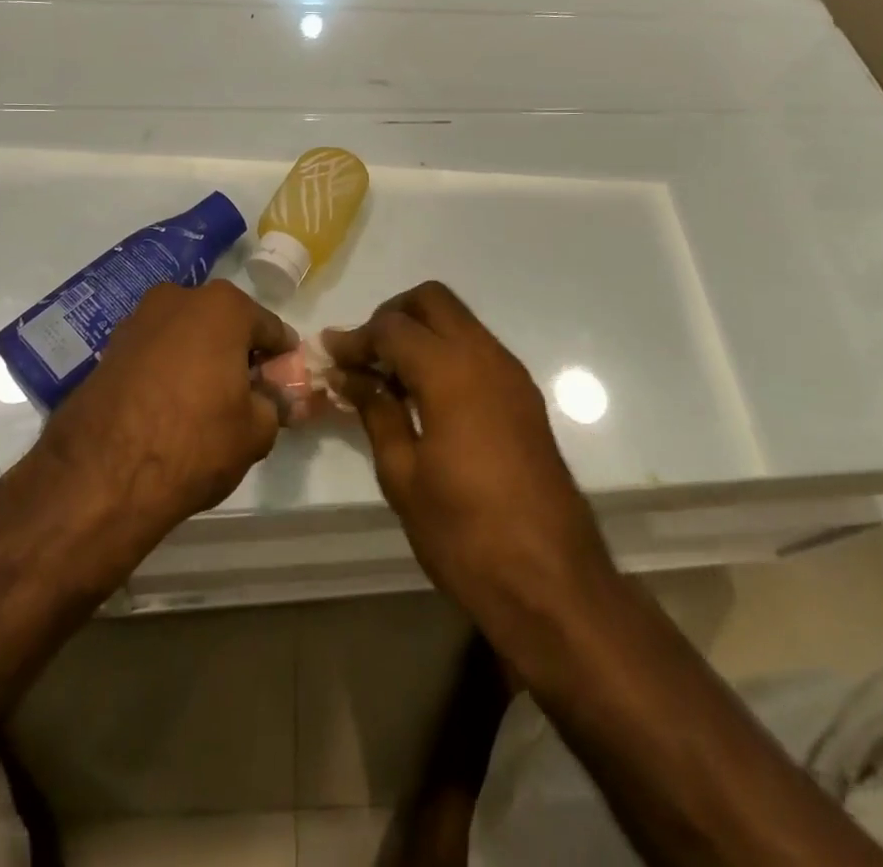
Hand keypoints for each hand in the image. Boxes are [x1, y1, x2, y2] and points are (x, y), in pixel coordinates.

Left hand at [34, 281, 296, 564]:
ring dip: (200, 358)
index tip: (284, 385)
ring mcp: (138, 319)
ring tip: (205, 403)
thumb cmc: (194, 442)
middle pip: (225, 324)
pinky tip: (169, 406)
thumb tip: (274, 399)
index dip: (282, 359)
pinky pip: (155, 352)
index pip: (270, 328)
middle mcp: (179, 297)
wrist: (100, 476)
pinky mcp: (108, 347)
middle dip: (238, 353)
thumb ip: (274, 405)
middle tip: (246, 394)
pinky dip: (168, 370)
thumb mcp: (256, 431)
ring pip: (187, 335)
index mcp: (224, 306)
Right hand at [326, 283, 615, 641]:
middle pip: (433, 300)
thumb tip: (349, 375)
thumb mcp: (403, 475)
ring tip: (389, 377)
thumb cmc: (465, 534)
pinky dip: (446, 352)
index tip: (329, 356)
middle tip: (365, 356)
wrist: (552, 582)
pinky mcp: (524, 396)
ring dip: (421, 332)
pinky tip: (425, 395)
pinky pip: (478, 348)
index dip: (356, 337)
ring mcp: (512, 373)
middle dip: (392, 315)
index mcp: (451, 372)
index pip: (393, 327)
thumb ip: (376, 411)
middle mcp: (486, 356)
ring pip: (459, 321)